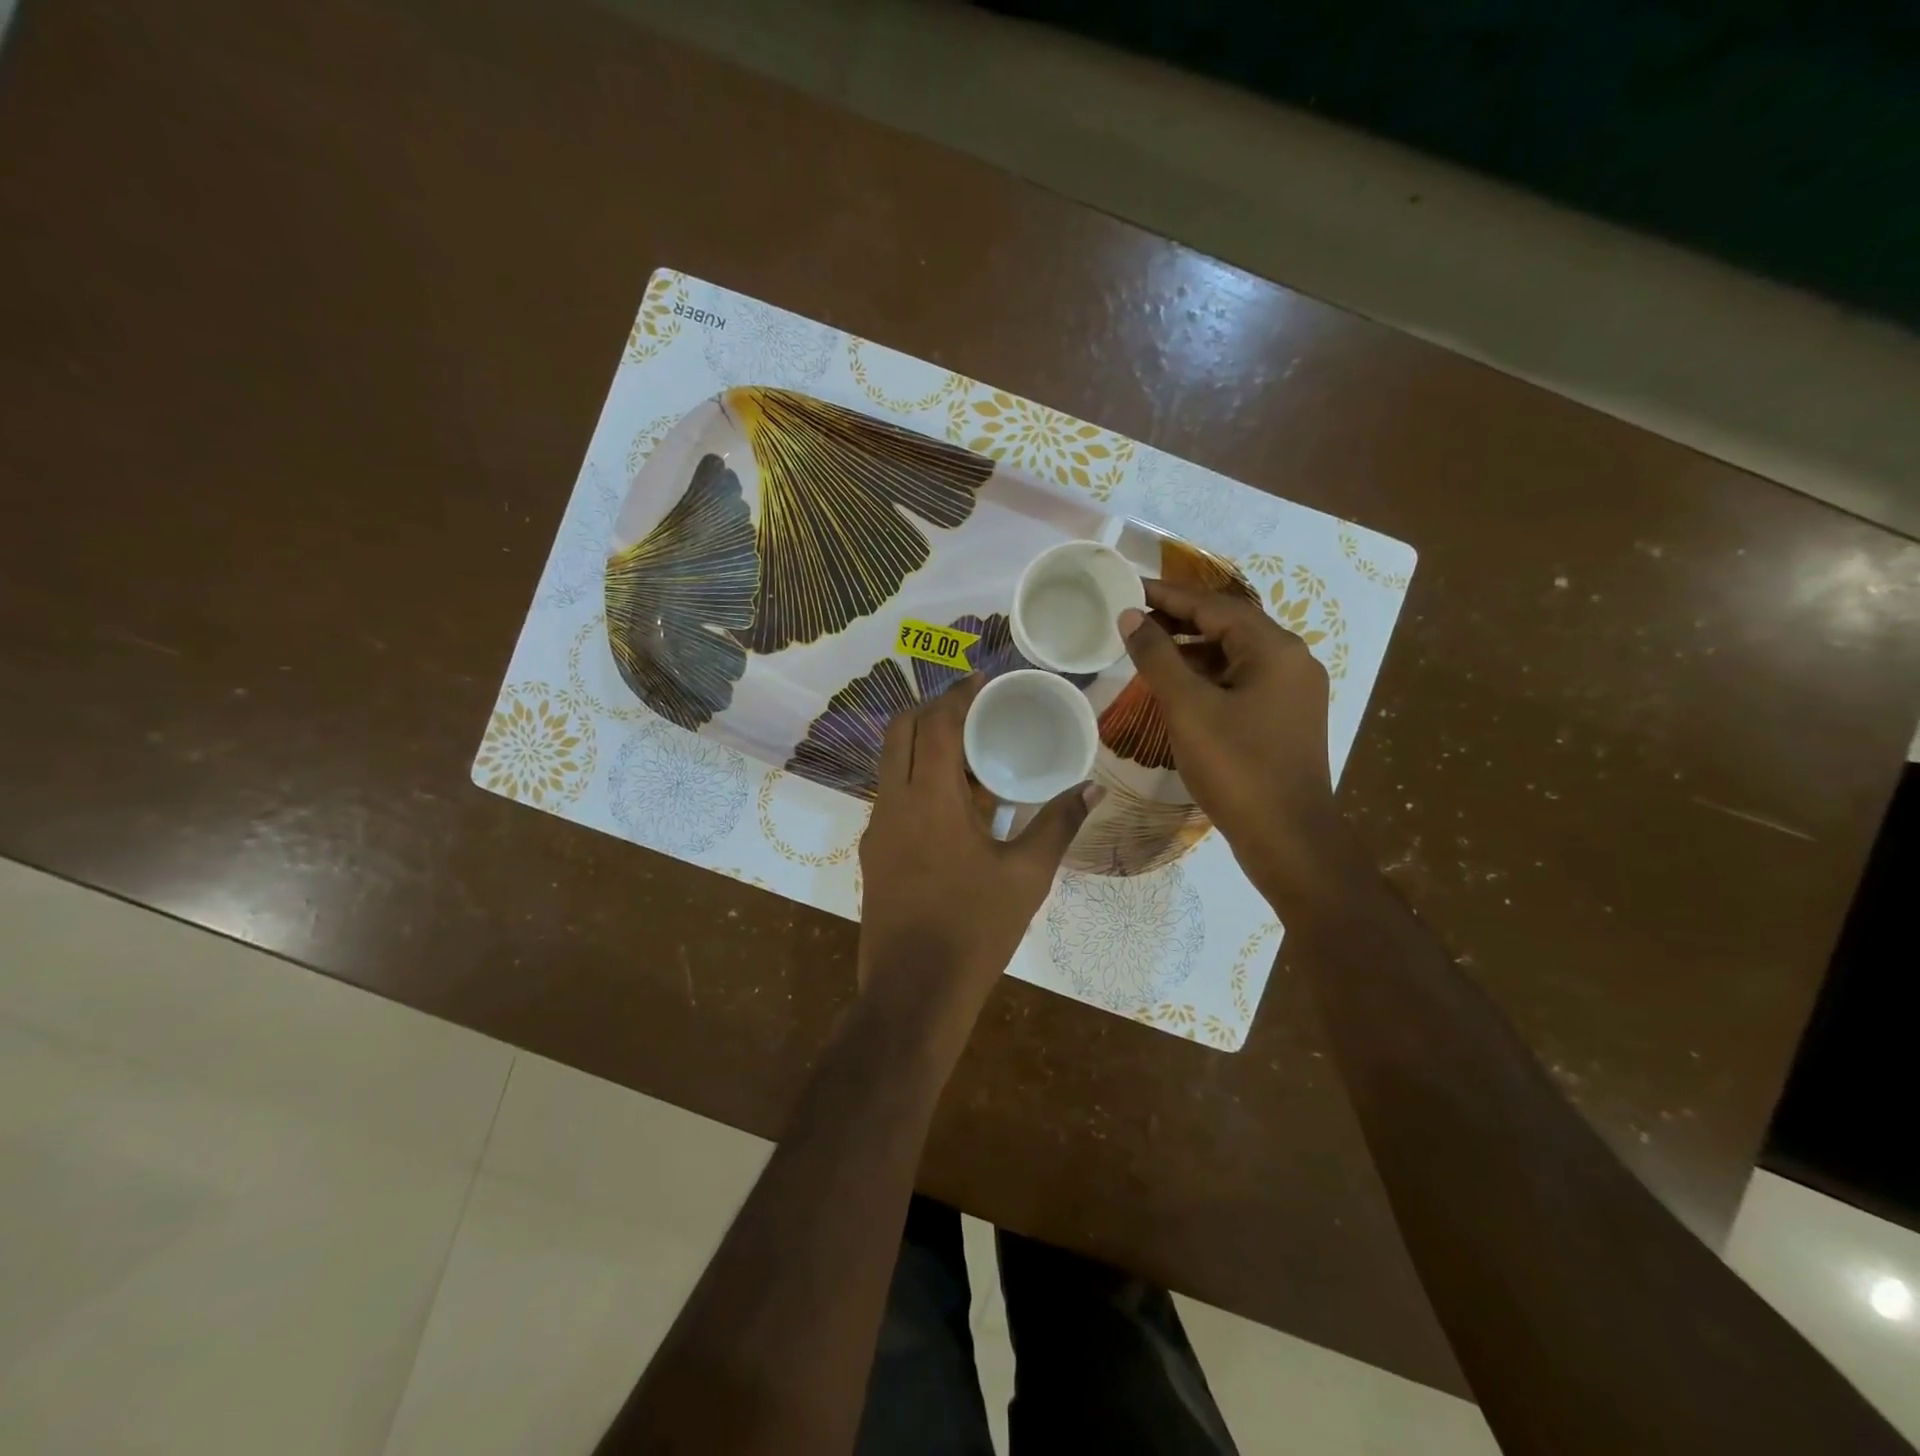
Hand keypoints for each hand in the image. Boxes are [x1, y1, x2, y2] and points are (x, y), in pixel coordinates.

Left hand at [857, 674, 1096, 1038]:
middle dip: (933, 709)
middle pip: (900, 730)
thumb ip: (1057, 824)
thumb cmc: (974, 930)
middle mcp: (892, 801)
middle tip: (974, 711)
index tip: (983, 680)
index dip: (958, 694)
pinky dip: (916, 777)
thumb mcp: (1026, 876)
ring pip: (891, 761)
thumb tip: (1092, 786)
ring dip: (923, 743)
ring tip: (970, 752)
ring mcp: (877, 827)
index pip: (936, 723)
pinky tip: (954, 801)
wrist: (913, 993)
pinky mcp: (873, 851)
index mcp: (928, 798)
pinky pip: (892, 793)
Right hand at [1119, 580, 1354, 904]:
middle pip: (1228, 625)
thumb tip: (1131, 616)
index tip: (1127, 587)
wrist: (1288, 838)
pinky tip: (1178, 688)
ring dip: (1192, 648)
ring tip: (1147, 650)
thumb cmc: (1236, 767)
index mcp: (1275, 649)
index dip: (1167, 595)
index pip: (1214, 605)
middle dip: (1179, 619)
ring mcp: (1292, 691)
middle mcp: (1292, 660)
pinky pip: (1241, 680)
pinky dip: (1208, 676)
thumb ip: (1157, 657)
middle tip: (1132, 617)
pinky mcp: (1286, 717)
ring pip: (1235, 654)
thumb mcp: (1188, 708)